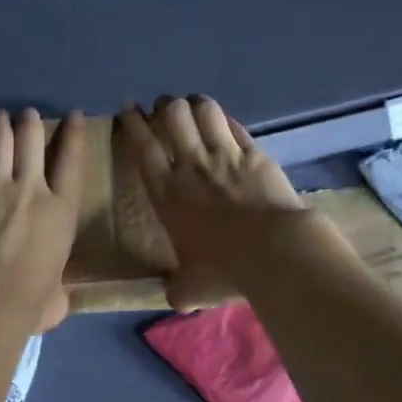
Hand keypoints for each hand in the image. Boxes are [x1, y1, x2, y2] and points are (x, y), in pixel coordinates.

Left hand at [0, 109, 84, 334]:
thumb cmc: (30, 301)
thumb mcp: (56, 295)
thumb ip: (57, 290)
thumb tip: (56, 300)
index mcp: (62, 210)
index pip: (72, 161)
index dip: (74, 134)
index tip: (74, 116)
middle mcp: (32, 189)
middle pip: (32, 140)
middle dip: (31, 122)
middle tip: (27, 115)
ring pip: (0, 140)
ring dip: (0, 125)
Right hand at [118, 96, 306, 307]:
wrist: (274, 252)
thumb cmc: (223, 269)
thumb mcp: (190, 288)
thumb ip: (178, 288)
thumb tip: (176, 296)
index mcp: (166, 192)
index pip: (142, 145)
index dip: (132, 122)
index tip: (127, 107)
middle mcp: (191, 165)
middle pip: (171, 115)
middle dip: (164, 106)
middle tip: (162, 109)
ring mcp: (225, 155)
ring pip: (203, 110)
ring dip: (194, 105)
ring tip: (192, 108)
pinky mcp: (255, 153)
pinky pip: (234, 124)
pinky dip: (223, 118)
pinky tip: (222, 120)